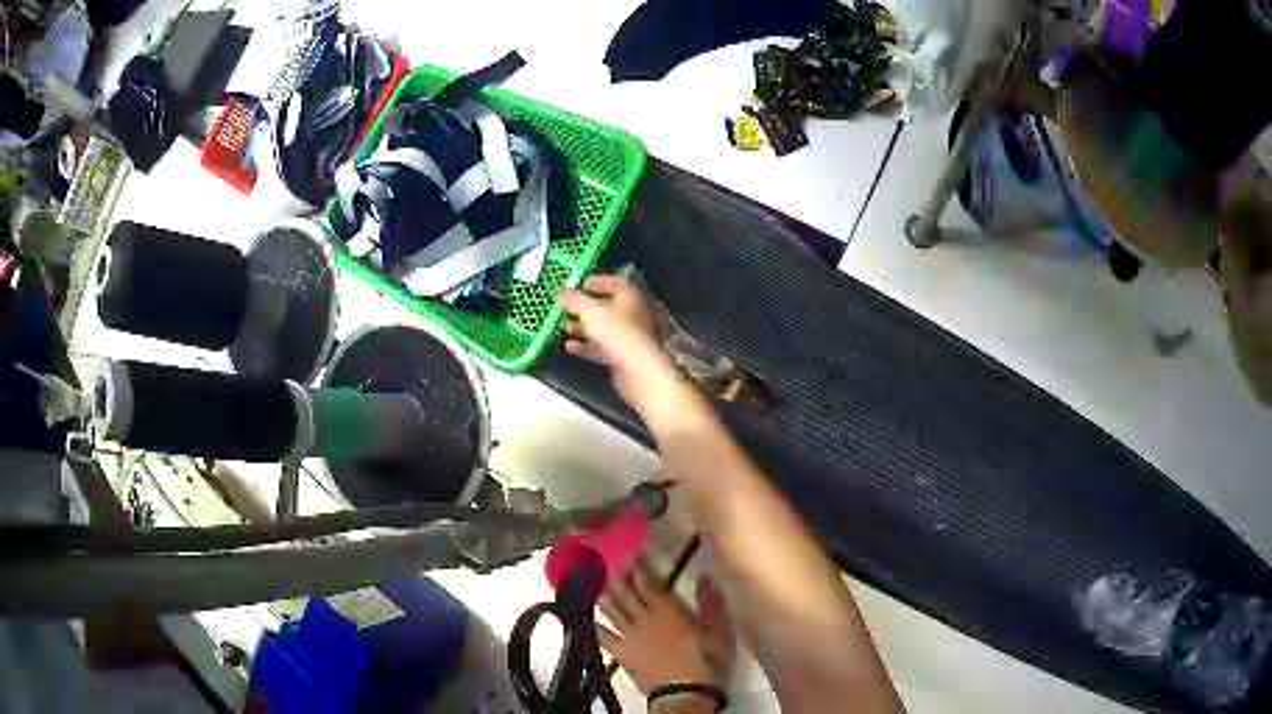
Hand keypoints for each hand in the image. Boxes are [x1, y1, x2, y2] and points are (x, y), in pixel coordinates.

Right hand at [560, 275, 675, 407]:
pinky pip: (601, 347)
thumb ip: (575, 300)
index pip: (616, 282)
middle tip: (568, 307)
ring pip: (603, 328)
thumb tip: (563, 292)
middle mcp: (631, 315)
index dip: (598, 281)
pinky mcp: (622, 356)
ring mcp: (628, 337)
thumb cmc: (619, 334)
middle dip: (585, 307)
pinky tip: (570, 347)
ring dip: (584, 327)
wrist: (638, 371)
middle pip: (607, 306)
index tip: (581, 283)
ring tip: (565, 327)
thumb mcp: (591, 311)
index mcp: (630, 297)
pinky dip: (586, 346)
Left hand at [596, 558, 735, 695]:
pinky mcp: (623, 655)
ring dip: (604, 595)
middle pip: (627, 594)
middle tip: (608, 561)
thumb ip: (712, 603)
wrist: (687, 694)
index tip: (631, 553)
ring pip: (613, 611)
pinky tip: (588, 617)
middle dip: (618, 576)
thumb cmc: (708, 662)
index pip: (650, 584)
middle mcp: (645, 620)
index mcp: (669, 612)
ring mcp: (631, 638)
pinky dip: (596, 626)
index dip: (639, 568)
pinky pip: (605, 638)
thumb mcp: (719, 631)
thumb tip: (705, 575)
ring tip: (593, 581)